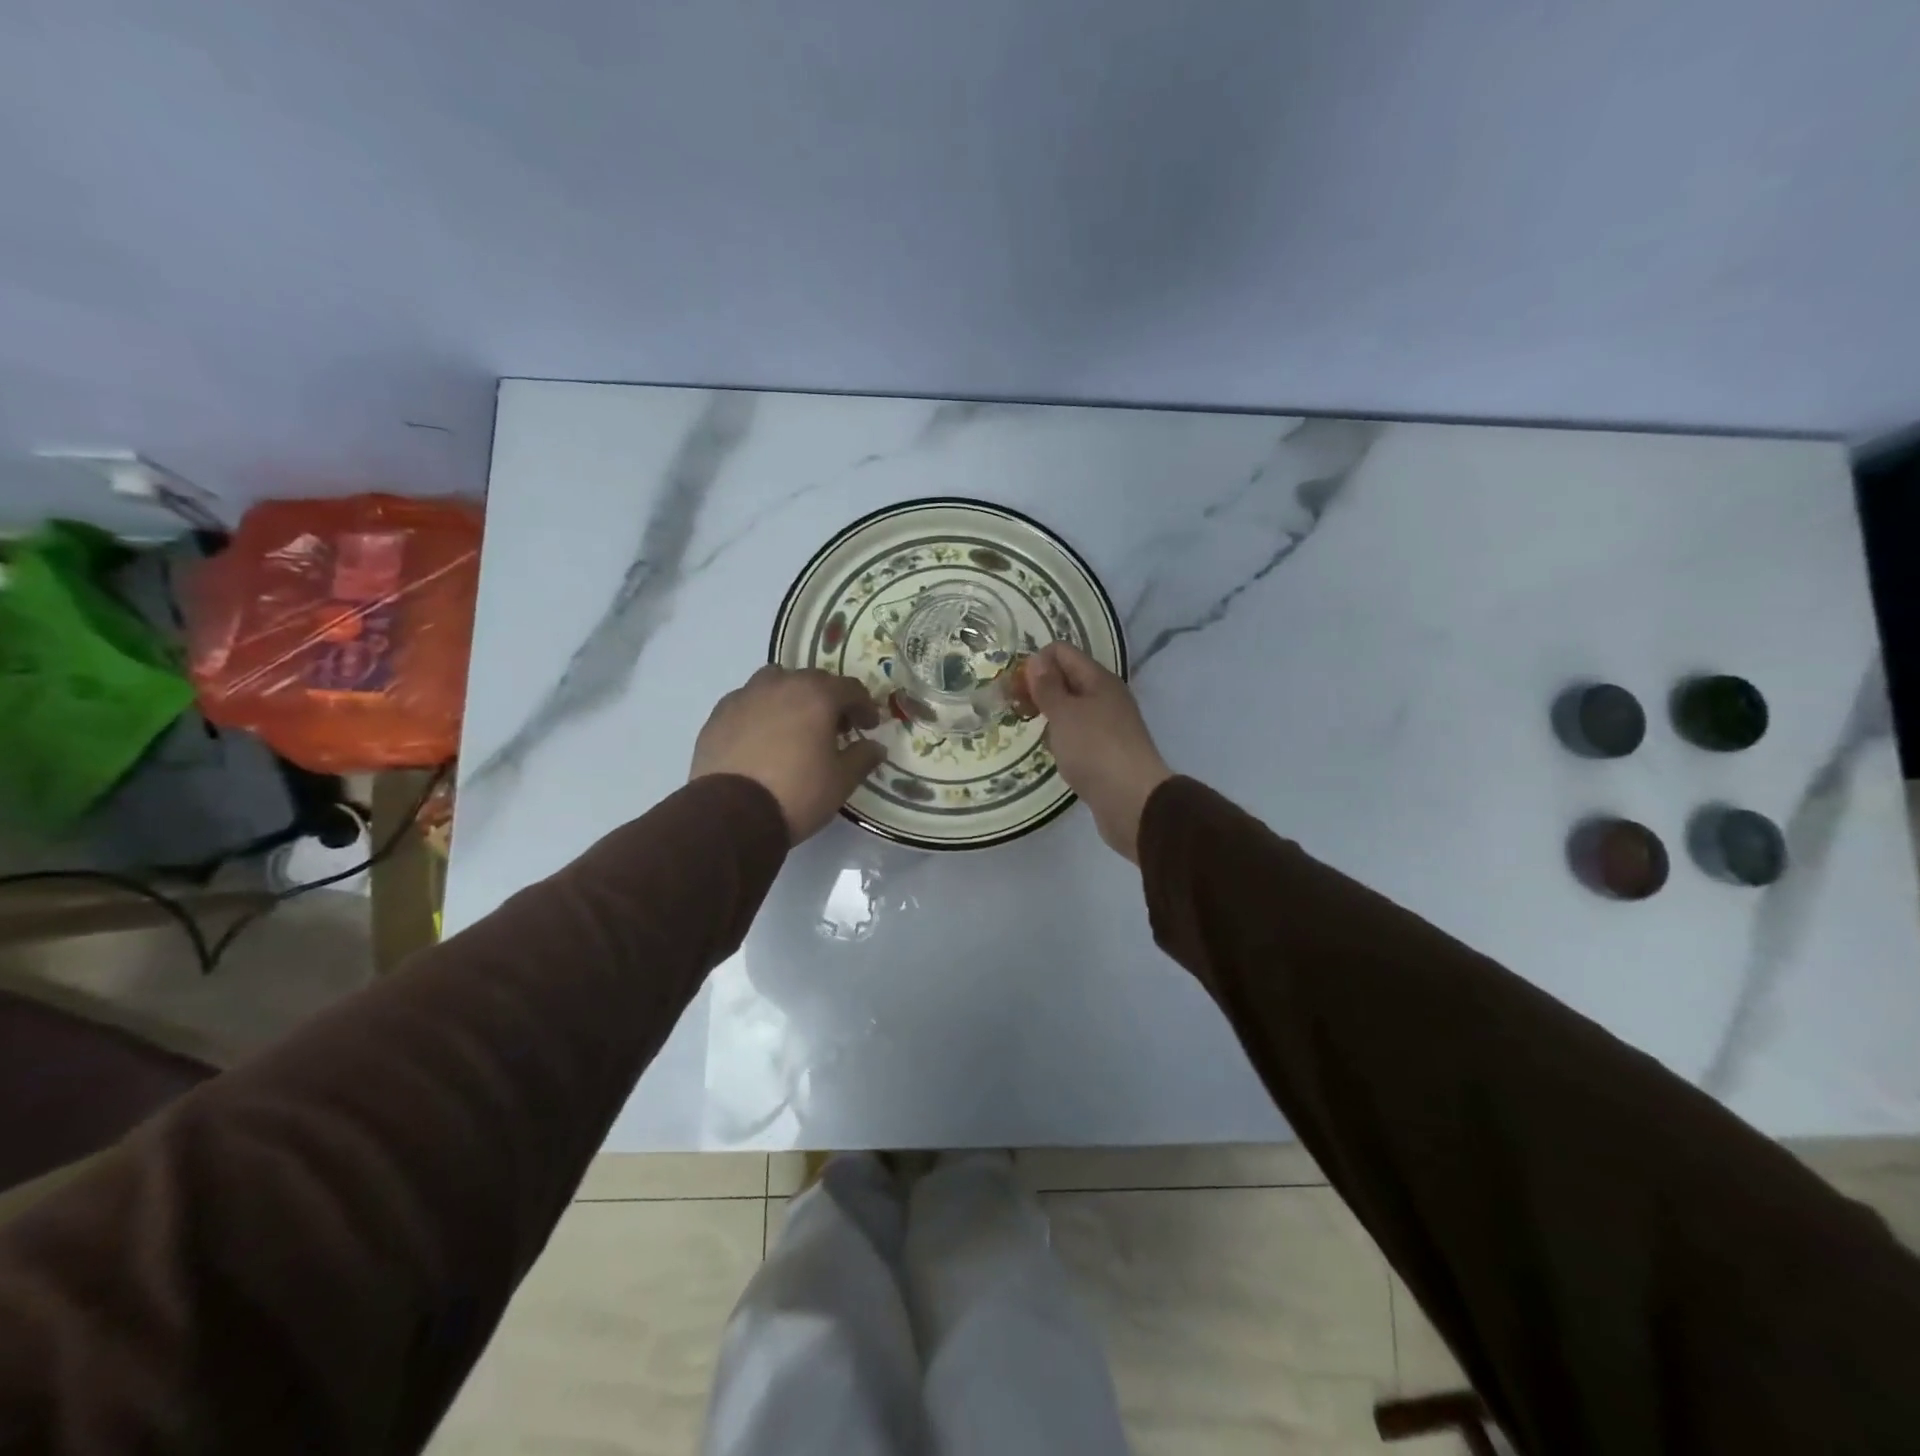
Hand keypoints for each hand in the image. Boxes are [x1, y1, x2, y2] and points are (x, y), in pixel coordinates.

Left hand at [690, 667, 885, 842]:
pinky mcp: (718, 714)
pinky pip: (748, 702)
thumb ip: (862, 757)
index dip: (864, 706)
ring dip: (792, 697)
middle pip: (813, 680)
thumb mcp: (841, 781)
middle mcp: (781, 685)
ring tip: (795, 726)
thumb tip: (876, 747)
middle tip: (835, 727)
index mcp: (816, 695)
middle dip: (829, 700)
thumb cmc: (797, 793)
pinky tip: (762, 738)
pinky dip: (761, 711)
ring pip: (776, 683)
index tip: (868, 726)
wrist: (731, 814)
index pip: (851, 688)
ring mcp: (745, 696)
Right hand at [1025, 643, 1172, 861]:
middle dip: (1039, 688)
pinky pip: (1078, 732)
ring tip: (1028, 728)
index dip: (1036, 662)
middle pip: (1067, 678)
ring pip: (1072, 707)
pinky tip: (1050, 749)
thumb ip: (1048, 686)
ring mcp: (1108, 724)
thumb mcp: (1064, 713)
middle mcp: (1106, 696)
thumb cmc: (1094, 750)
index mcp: (1099, 679)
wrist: (1132, 801)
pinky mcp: (1106, 750)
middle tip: (1014, 707)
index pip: (1062, 652)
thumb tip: (1037, 659)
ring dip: (1049, 713)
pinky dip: (1061, 735)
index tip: (1015, 687)